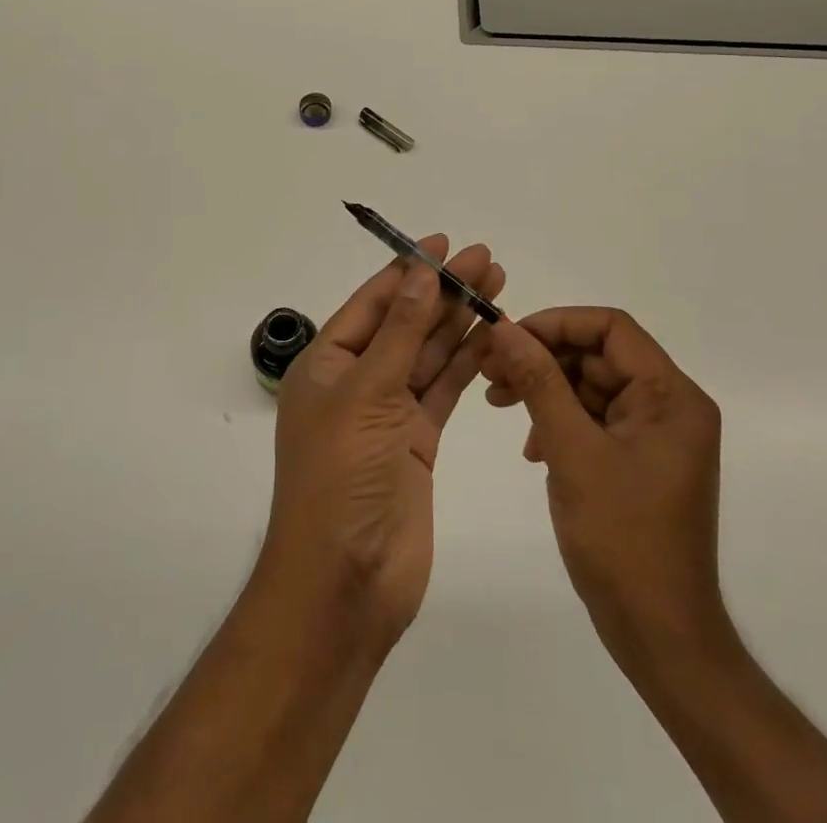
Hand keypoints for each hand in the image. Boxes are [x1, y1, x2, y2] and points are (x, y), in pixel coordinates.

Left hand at [260, 236, 504, 642]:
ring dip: (460, 321)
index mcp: (327, 364)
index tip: (444, 244)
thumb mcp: (367, 394)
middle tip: (487, 260)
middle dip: (443, 291)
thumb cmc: (340, 477)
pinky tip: (493, 335)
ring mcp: (388, 412)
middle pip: (406, 323)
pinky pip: (444, 389)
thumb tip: (420, 275)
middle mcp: (357, 381)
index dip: (408, 271)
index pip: (372, 302)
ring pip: (428, 354)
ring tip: (498, 285)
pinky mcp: (417, 440)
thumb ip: (400, 333)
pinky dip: (466, 362)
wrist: (345, 583)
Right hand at [480, 307, 734, 667]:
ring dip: (545, 389)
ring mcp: (655, 435)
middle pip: (599, 355)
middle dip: (542, 358)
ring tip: (497, 402)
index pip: (611, 327)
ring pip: (592, 386)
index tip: (508, 337)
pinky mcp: (639, 460)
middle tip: (489, 370)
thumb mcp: (572, 452)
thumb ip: (539, 383)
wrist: (661, 638)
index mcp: (671, 395)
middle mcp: (670, 405)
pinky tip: (531, 448)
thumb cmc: (622, 540)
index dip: (556, 323)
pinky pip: (595, 420)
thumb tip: (504, 328)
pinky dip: (559, 421)